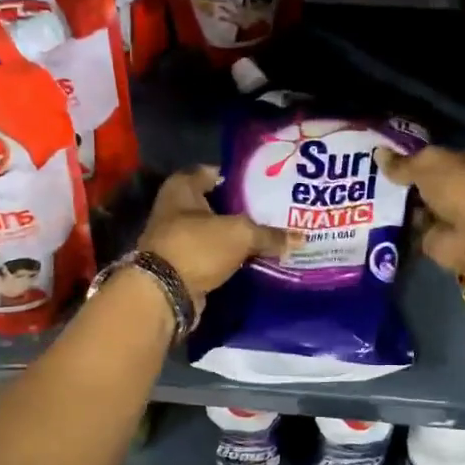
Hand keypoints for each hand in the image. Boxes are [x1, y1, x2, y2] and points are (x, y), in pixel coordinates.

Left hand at [139, 166, 290, 309]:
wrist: (165, 293)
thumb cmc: (198, 247)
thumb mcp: (240, 234)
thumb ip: (270, 234)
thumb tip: (299, 239)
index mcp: (182, 187)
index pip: (213, 172)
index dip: (238, 176)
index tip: (264, 183)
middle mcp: (175, 208)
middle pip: (215, 203)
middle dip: (242, 207)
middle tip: (273, 210)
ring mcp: (177, 237)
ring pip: (215, 231)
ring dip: (236, 234)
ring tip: (269, 234)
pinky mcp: (183, 263)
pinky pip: (213, 253)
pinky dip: (230, 255)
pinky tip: (253, 256)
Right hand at [375, 145, 464, 276]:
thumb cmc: (462, 189)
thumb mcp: (429, 166)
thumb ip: (403, 163)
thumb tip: (378, 153)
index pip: (437, 155)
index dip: (412, 156)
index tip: (384, 157)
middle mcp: (462, 186)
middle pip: (425, 181)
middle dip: (401, 181)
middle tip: (368, 176)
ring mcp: (450, 214)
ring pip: (416, 205)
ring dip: (396, 204)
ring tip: (364, 197)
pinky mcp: (436, 238)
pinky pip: (410, 228)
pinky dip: (395, 226)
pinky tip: (371, 219)